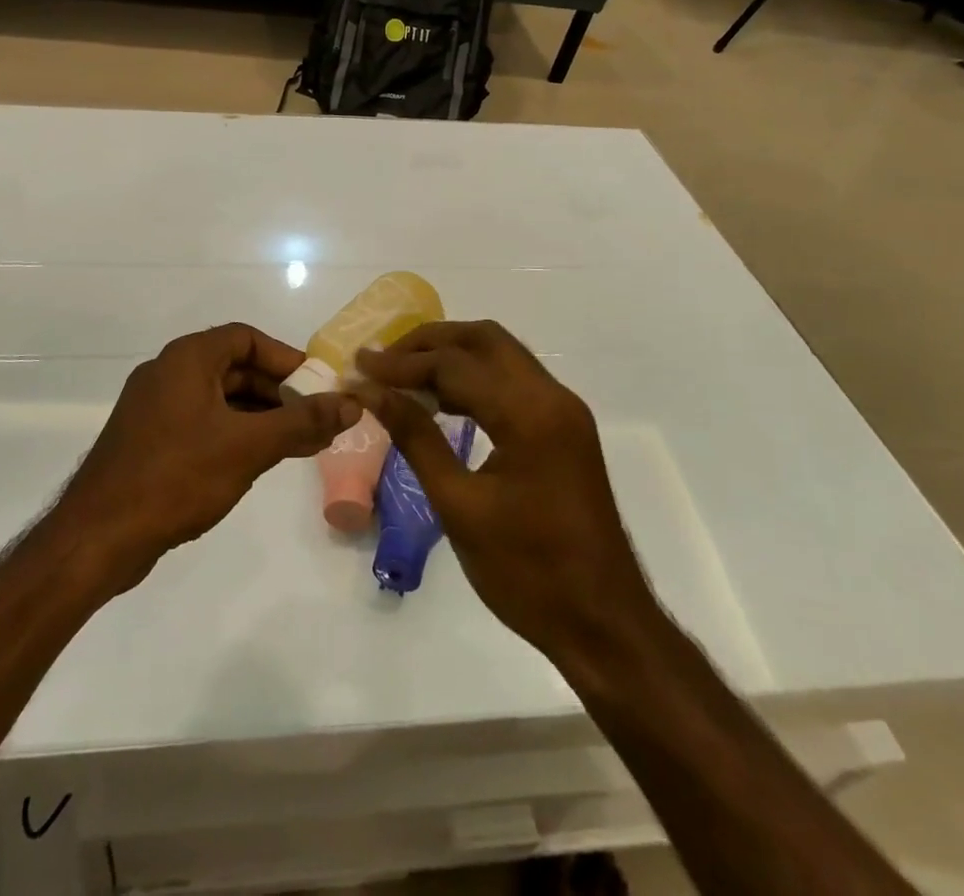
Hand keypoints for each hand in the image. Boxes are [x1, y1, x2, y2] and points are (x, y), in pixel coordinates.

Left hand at [57, 324, 360, 590]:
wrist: (98, 537)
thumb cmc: (176, 477)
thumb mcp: (248, 446)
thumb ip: (302, 422)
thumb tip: (351, 403)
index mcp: (186, 358)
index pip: (246, 338)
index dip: (285, 358)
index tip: (317, 386)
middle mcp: (167, 372)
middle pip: (234, 367)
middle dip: (277, 392)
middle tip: (313, 420)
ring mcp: (154, 407)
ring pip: (218, 399)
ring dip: (258, 416)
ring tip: (295, 445)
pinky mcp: (148, 440)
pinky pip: (201, 422)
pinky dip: (232, 433)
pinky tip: (254, 463)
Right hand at [354, 322, 654, 670]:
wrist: (604, 626)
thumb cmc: (528, 572)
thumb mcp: (459, 505)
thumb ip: (416, 437)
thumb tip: (372, 393)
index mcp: (530, 413)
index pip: (455, 364)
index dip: (401, 364)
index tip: (359, 366)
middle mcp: (553, 397)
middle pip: (485, 339)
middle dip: (430, 342)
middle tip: (384, 361)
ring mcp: (564, 412)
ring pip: (501, 356)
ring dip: (453, 357)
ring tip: (404, 377)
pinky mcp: (565, 430)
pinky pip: (514, 382)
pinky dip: (476, 379)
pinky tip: (443, 402)